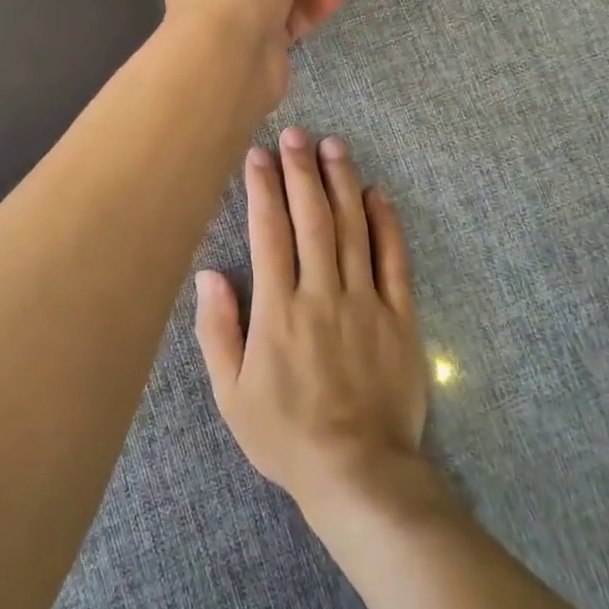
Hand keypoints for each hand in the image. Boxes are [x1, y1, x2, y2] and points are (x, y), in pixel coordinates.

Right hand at [193, 129, 427, 521]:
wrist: (360, 475)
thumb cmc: (287, 434)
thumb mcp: (232, 394)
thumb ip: (217, 330)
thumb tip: (208, 274)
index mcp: (278, 310)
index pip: (269, 232)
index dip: (264, 188)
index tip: (259, 154)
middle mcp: (322, 293)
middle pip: (312, 218)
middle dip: (302, 171)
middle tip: (296, 134)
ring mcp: (365, 302)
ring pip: (352, 228)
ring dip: (342, 183)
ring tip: (334, 146)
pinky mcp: (399, 317)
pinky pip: (394, 260)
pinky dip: (387, 223)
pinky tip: (378, 193)